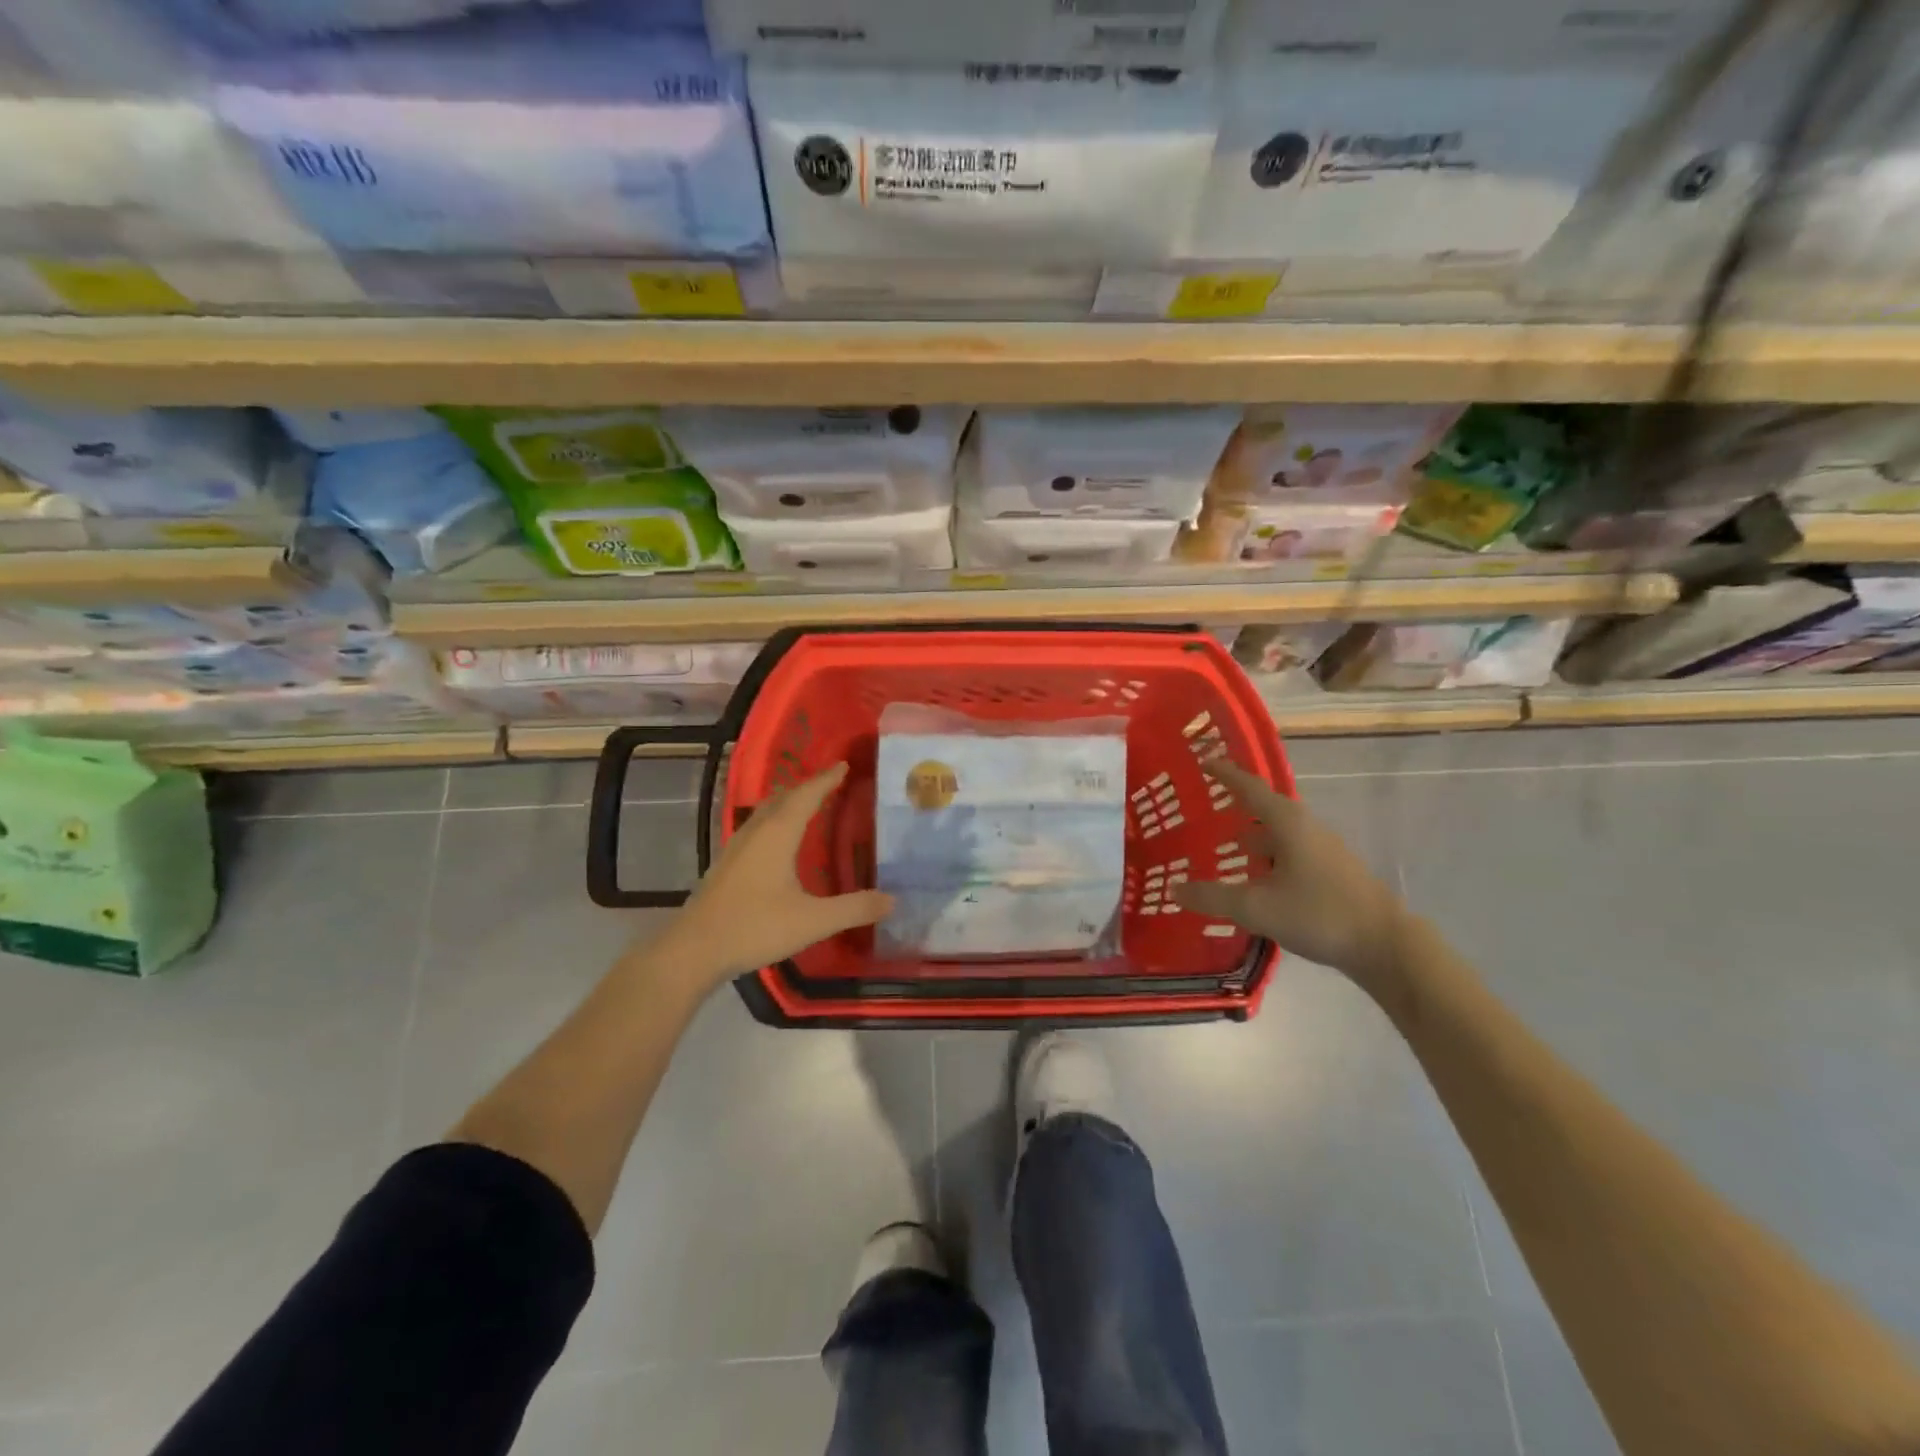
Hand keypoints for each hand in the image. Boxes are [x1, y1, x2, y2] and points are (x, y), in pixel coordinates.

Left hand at [647, 762, 891, 988]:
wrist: (693, 950)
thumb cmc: (754, 927)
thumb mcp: (812, 921)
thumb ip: (853, 909)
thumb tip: (892, 899)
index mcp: (778, 834)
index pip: (806, 796)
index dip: (826, 780)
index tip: (844, 765)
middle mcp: (756, 832)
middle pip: (783, 798)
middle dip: (808, 787)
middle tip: (831, 782)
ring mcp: (736, 848)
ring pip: (766, 812)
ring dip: (788, 803)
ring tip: (807, 805)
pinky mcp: (726, 865)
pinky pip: (756, 829)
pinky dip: (775, 822)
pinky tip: (778, 842)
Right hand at [1172, 759, 1411, 990]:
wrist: (1386, 945)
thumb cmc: (1319, 914)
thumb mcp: (1256, 908)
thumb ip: (1213, 896)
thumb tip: (1174, 887)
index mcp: (1287, 823)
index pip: (1249, 787)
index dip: (1226, 774)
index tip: (1204, 761)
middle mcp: (1306, 828)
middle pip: (1265, 809)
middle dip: (1236, 808)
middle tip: (1207, 811)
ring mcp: (1323, 850)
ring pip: (1279, 835)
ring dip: (1253, 837)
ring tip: (1227, 849)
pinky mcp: (1332, 872)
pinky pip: (1290, 853)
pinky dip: (1269, 858)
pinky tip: (1258, 881)